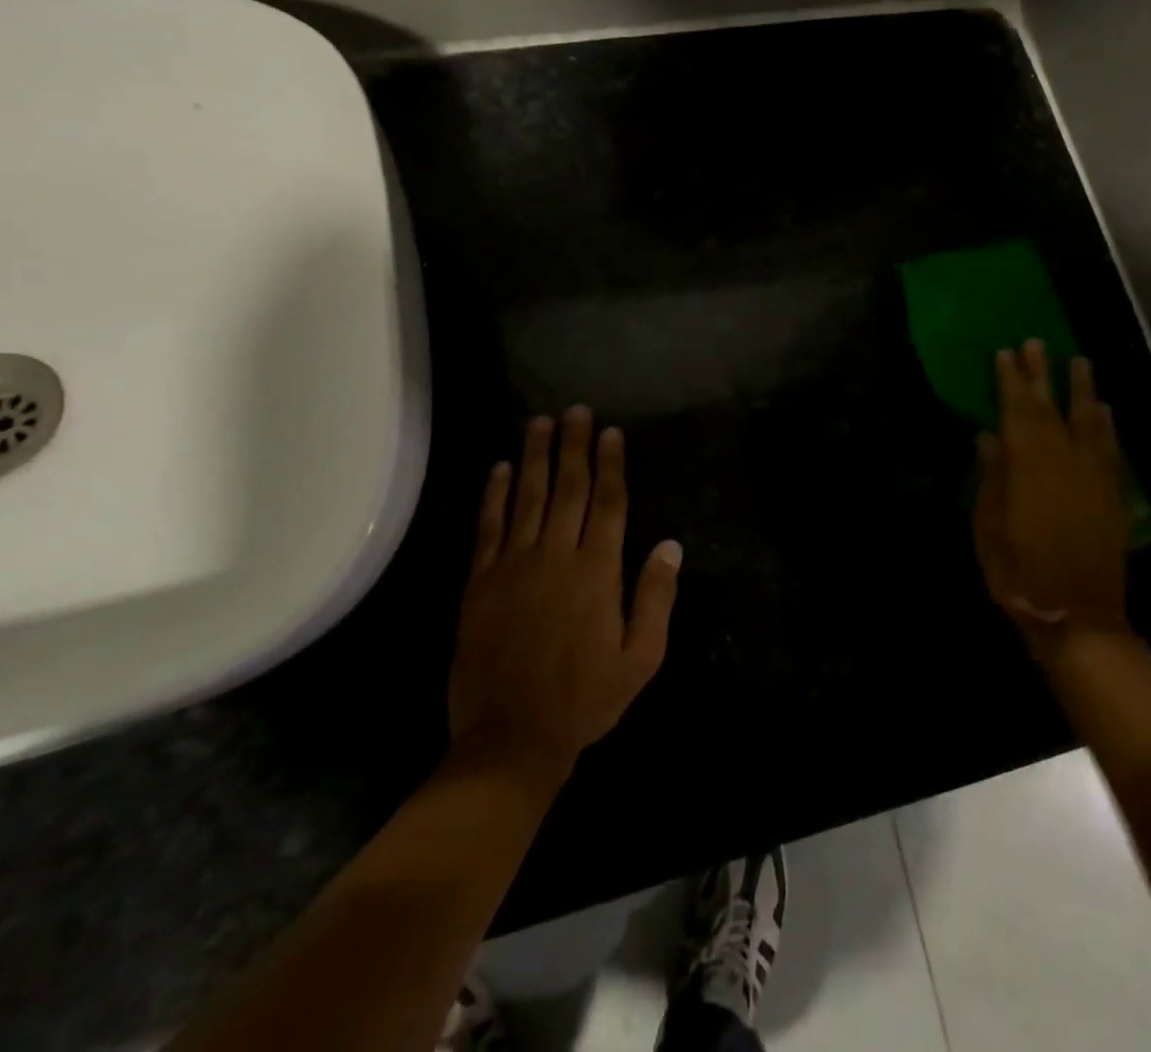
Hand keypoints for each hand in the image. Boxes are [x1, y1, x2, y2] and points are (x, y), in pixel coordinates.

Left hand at [448, 407, 682, 778]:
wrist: (510, 740)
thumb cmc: (585, 700)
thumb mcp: (641, 658)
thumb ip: (656, 598)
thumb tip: (670, 546)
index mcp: (597, 572)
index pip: (608, 503)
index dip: (610, 465)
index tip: (611, 432)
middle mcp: (555, 557)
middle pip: (567, 489)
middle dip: (573, 446)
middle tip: (576, 411)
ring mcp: (513, 567)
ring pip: (527, 498)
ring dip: (535, 457)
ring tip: (540, 422)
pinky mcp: (480, 583)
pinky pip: (488, 528)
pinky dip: (494, 495)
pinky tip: (500, 468)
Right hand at [973, 341, 1129, 644]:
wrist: (1078, 615)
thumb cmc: (1020, 573)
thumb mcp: (989, 527)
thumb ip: (991, 478)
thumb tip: (988, 436)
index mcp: (1029, 467)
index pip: (1018, 412)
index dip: (1011, 381)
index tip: (1005, 352)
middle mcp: (1065, 461)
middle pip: (1052, 408)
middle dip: (1042, 374)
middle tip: (1036, 342)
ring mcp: (1094, 476)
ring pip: (1088, 420)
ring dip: (1082, 389)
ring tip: (1078, 361)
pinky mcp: (1112, 493)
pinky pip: (1110, 446)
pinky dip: (1106, 423)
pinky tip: (1103, 409)